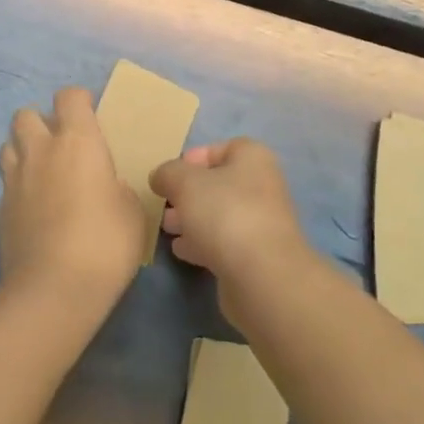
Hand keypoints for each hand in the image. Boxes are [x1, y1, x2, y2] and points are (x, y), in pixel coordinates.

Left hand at [0, 86, 142, 314]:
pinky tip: (35, 205)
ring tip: (43, 171)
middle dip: (41, 121)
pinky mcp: (0, 207)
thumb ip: (118, 187)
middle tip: (61, 144)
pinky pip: (6, 180)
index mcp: (78, 141)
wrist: (54, 289)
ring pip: (9, 144)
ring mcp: (15, 178)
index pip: (69, 96)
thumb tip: (107, 186)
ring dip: (24, 149)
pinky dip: (18, 183)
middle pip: (26, 114)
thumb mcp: (132, 211)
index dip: (79, 101)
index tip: (90, 116)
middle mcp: (42, 150)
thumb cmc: (105, 243)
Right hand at [150, 138, 312, 328]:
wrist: (262, 275)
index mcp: (253, 159)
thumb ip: (168, 173)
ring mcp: (262, 223)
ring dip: (193, 219)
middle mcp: (262, 187)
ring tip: (167, 228)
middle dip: (189, 193)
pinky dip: (202, 243)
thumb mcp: (185, 182)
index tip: (171, 174)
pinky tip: (181, 250)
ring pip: (220, 214)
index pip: (224, 148)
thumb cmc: (224, 213)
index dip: (195, 157)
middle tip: (165, 203)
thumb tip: (160, 177)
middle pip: (220, 184)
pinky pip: (224, 242)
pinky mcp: (256, 256)